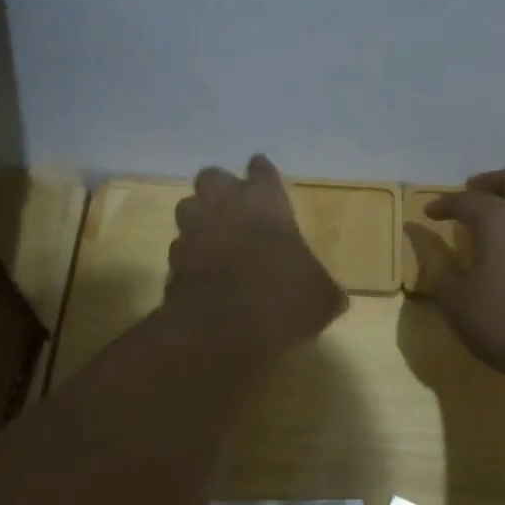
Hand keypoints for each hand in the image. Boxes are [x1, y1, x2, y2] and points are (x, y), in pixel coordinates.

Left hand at [167, 155, 346, 356]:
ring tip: (215, 235)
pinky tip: (203, 270)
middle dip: (221, 188)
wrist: (219, 333)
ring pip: (188, 207)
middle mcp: (223, 207)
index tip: (263, 175)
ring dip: (200, 216)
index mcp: (264, 203)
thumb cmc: (279, 301)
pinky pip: (180, 247)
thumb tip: (332, 297)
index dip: (263, 174)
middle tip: (234, 206)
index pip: (262, 171)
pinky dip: (190, 255)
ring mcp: (192, 232)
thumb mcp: (320, 298)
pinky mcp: (172, 262)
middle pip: (212, 177)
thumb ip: (324, 288)